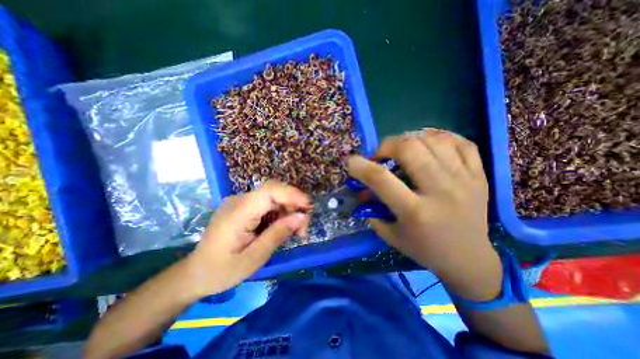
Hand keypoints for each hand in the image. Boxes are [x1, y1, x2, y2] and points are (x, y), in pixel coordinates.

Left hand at [184, 179, 310, 297]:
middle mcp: (239, 200)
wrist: (196, 273)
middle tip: (302, 229)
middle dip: (293, 206)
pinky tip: (282, 228)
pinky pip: (267, 204)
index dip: (292, 194)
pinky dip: (280, 214)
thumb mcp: (254, 257)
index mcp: (238, 212)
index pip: (269, 191)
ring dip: (288, 211)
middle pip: (274, 192)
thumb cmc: (222, 271)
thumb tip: (302, 216)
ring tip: (295, 232)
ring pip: (273, 198)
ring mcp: (240, 202)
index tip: (308, 207)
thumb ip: (278, 234)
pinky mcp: (244, 207)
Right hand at [347, 129, 501, 299]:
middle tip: (382, 155)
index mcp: (415, 212)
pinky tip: (428, 144)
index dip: (361, 166)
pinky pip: (461, 142)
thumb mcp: (391, 234)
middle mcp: (441, 192)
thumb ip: (372, 210)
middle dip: (387, 146)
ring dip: (410, 139)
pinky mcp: (480, 176)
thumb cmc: (425, 249)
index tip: (352, 162)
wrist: (469, 259)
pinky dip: (439, 137)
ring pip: (434, 140)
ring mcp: (465, 180)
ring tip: (403, 150)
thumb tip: (362, 189)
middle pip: (410, 149)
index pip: (381, 179)